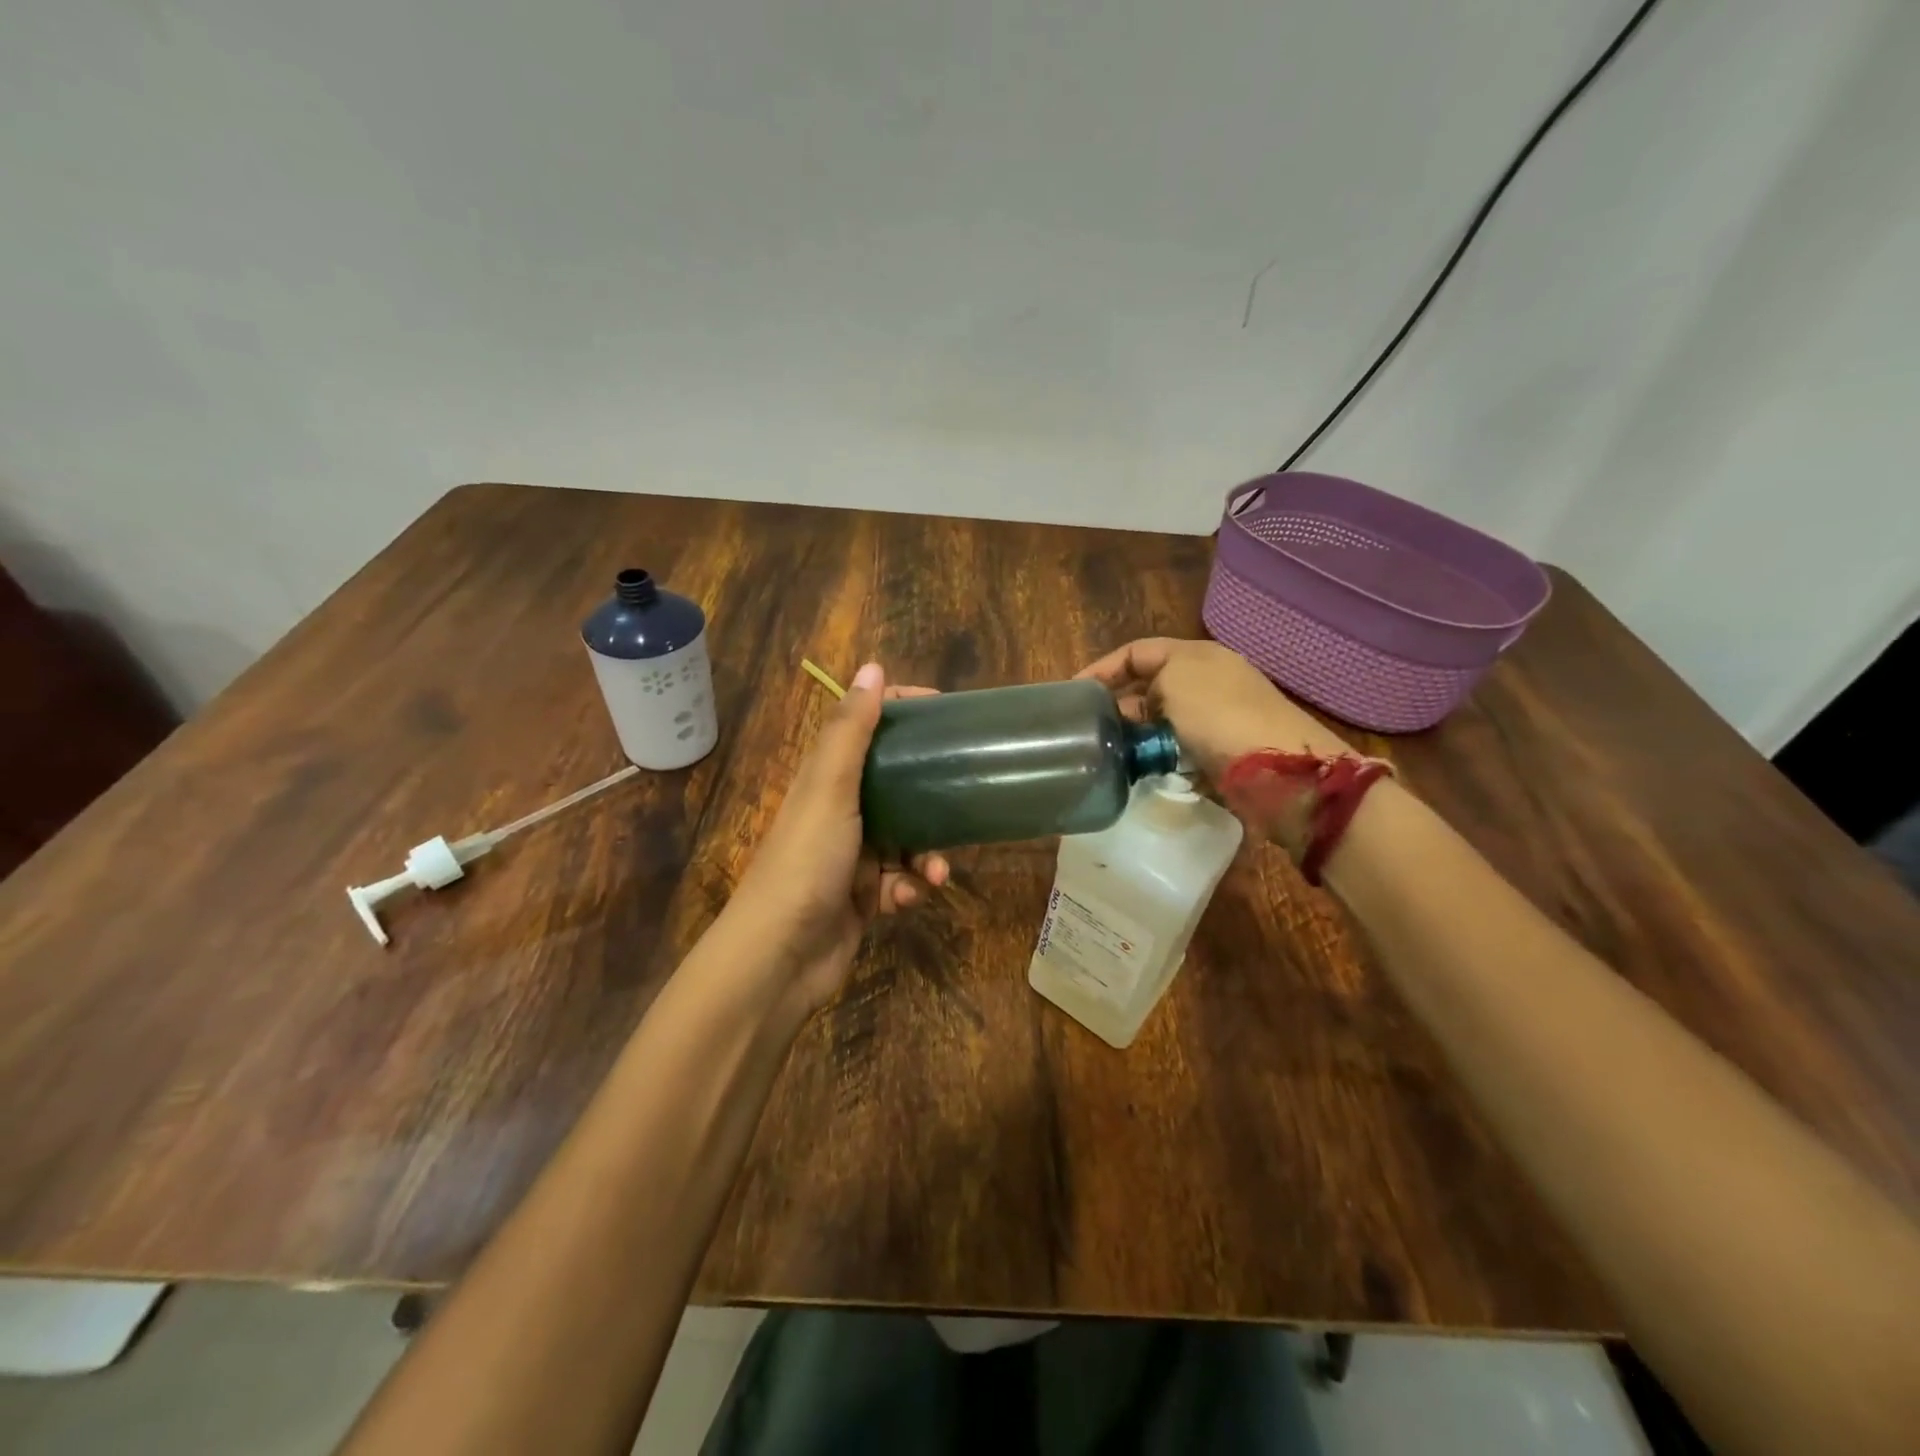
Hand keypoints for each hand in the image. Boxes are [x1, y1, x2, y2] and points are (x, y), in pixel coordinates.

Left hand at [727, 663, 948, 1012]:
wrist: (780, 957)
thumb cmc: (805, 862)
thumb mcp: (830, 789)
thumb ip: (852, 731)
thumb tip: (873, 666)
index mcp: (826, 779)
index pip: (867, 728)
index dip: (903, 713)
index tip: (947, 712)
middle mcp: (839, 811)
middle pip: (897, 785)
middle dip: (931, 794)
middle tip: (965, 790)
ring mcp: (852, 856)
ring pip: (907, 839)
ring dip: (926, 855)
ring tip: (935, 872)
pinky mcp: (864, 897)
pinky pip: (902, 881)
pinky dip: (909, 889)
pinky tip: (907, 900)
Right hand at [1076, 638, 1351, 784]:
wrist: (1279, 770)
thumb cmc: (1220, 715)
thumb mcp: (1175, 679)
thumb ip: (1146, 683)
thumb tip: (1137, 708)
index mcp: (1196, 655)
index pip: (1137, 652)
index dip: (1103, 668)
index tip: (1073, 694)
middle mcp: (1208, 681)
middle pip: (1149, 687)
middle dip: (1119, 705)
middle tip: (1090, 729)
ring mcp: (1217, 718)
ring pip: (1162, 722)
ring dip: (1137, 735)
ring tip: (1110, 753)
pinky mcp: (1222, 753)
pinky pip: (1178, 750)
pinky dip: (1159, 758)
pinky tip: (1142, 771)